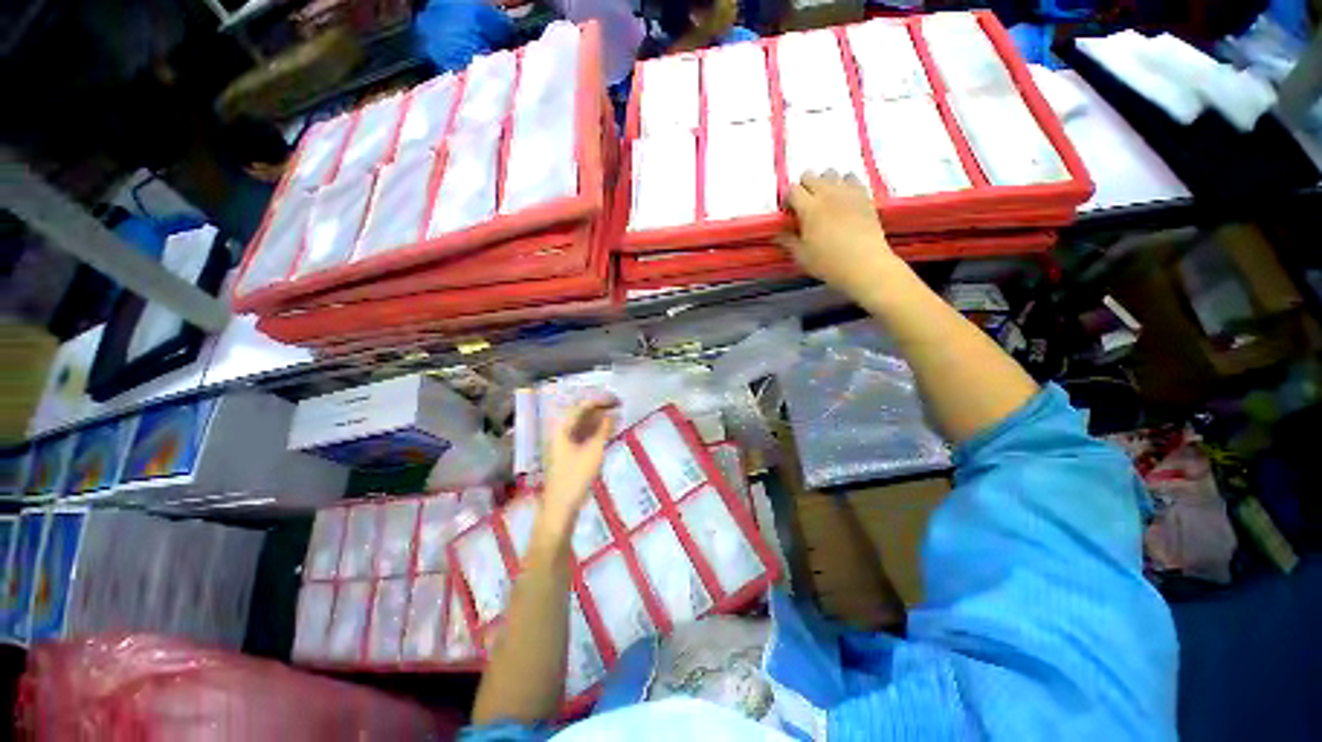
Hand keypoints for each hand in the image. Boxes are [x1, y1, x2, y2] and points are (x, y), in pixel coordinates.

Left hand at [540, 397, 618, 537]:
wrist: (560, 506)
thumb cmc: (576, 476)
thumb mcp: (594, 450)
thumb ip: (604, 429)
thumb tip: (613, 413)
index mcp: (562, 428)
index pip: (582, 406)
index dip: (600, 400)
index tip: (617, 400)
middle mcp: (561, 432)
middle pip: (581, 414)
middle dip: (600, 409)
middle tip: (619, 407)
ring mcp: (563, 443)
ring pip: (583, 425)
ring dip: (599, 420)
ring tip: (617, 418)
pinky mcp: (568, 454)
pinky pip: (583, 435)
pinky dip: (596, 432)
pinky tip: (608, 432)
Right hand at [779, 171, 898, 302]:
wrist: (865, 264)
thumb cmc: (828, 263)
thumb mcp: (802, 256)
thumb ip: (788, 241)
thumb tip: (778, 233)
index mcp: (809, 208)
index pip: (792, 190)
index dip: (787, 199)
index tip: (788, 213)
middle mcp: (827, 194)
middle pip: (810, 176)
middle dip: (803, 188)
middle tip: (804, 206)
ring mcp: (848, 192)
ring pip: (831, 173)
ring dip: (824, 183)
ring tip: (825, 201)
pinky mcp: (864, 196)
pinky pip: (852, 178)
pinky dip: (844, 184)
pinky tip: (843, 199)